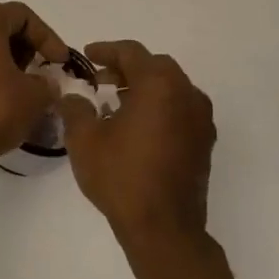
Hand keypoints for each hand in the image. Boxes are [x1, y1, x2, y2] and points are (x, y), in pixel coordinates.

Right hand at [60, 40, 215, 244]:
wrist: (163, 227)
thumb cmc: (121, 176)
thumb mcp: (84, 139)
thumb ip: (76, 109)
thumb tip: (74, 97)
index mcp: (159, 85)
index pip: (131, 53)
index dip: (106, 50)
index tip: (87, 56)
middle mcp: (187, 95)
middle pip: (155, 67)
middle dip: (126, 68)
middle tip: (100, 80)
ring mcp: (201, 119)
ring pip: (171, 88)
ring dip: (144, 88)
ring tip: (116, 103)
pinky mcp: (204, 142)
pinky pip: (180, 110)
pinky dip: (159, 107)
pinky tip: (137, 127)